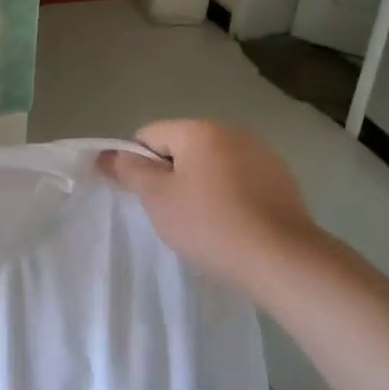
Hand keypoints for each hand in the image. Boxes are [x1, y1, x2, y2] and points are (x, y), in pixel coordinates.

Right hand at [100, 121, 328, 300]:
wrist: (283, 260)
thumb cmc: (210, 225)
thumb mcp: (158, 199)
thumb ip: (129, 171)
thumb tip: (105, 154)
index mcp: (199, 129)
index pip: (149, 135)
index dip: (139, 165)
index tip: (146, 198)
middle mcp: (232, 131)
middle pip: (182, 147)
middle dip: (171, 175)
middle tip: (172, 213)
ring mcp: (262, 154)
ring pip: (212, 164)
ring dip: (200, 185)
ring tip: (204, 223)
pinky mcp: (281, 179)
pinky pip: (239, 179)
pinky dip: (228, 195)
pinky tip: (233, 225)